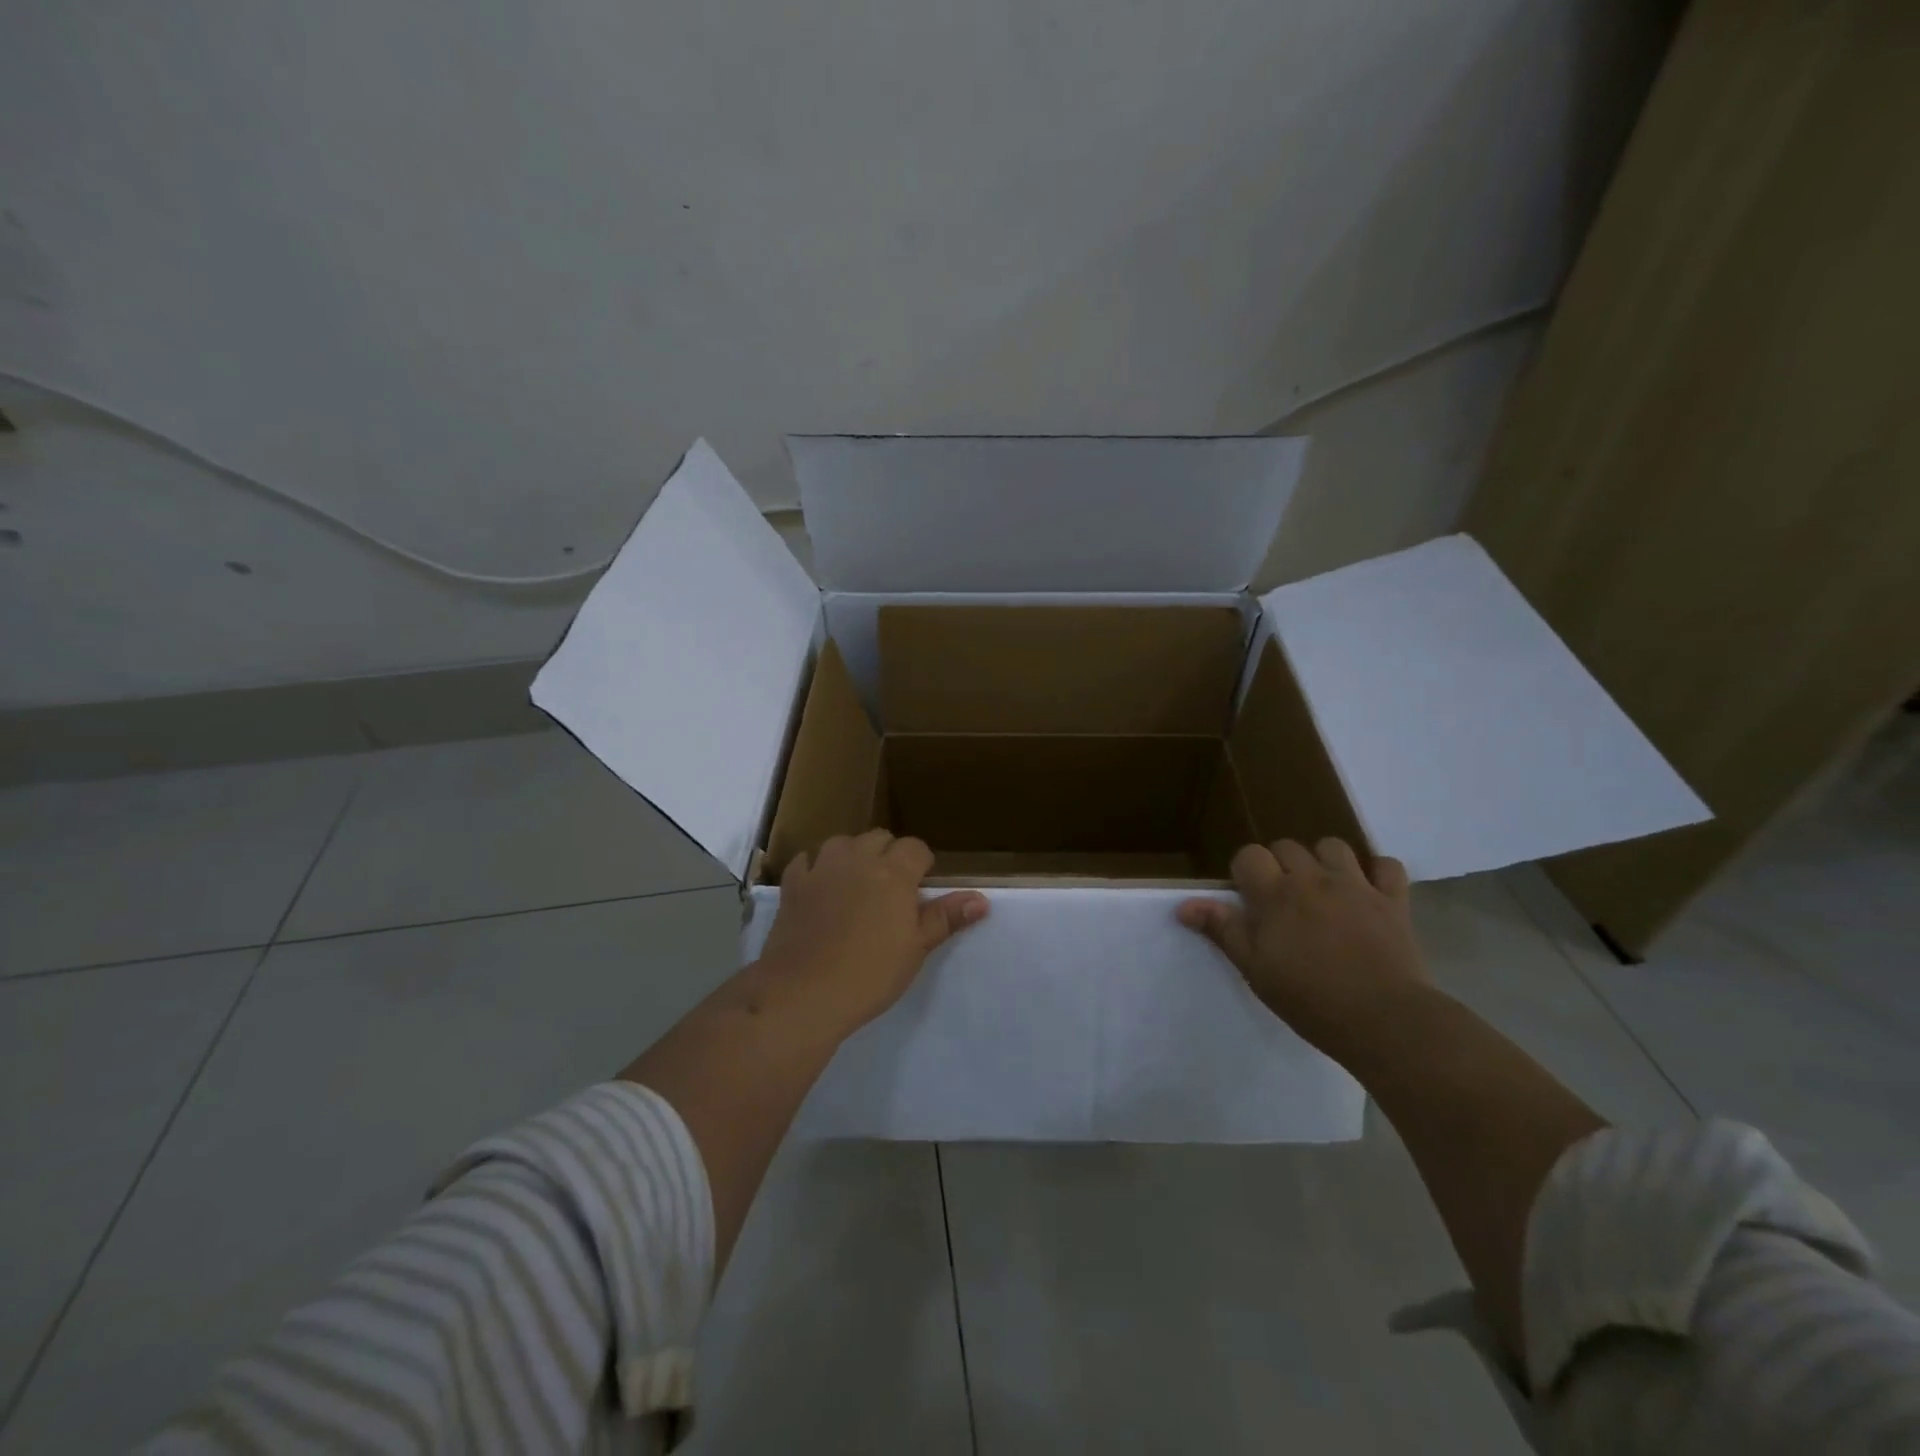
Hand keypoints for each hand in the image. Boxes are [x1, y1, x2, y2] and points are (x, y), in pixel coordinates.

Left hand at [759, 830, 987, 1032]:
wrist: (804, 991)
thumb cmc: (871, 972)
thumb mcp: (916, 948)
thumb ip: (946, 918)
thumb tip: (981, 899)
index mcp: (893, 872)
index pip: (915, 848)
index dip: (921, 865)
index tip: (920, 889)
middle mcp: (857, 859)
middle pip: (879, 838)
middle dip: (889, 854)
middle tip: (891, 889)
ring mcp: (821, 868)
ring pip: (842, 842)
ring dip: (853, 854)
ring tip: (857, 882)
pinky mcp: (792, 884)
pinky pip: (806, 860)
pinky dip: (816, 867)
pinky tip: (819, 886)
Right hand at [1177, 838, 1427, 1057]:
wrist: (1383, 1020)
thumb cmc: (1309, 999)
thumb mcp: (1255, 969)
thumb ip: (1222, 930)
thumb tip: (1183, 906)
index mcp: (1275, 894)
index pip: (1249, 855)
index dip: (1244, 871)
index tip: (1248, 899)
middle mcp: (1313, 879)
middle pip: (1288, 846)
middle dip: (1280, 864)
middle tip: (1283, 900)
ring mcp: (1356, 885)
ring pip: (1333, 846)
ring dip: (1323, 860)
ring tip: (1322, 888)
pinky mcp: (1394, 900)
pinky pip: (1388, 865)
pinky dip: (1377, 871)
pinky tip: (1369, 890)